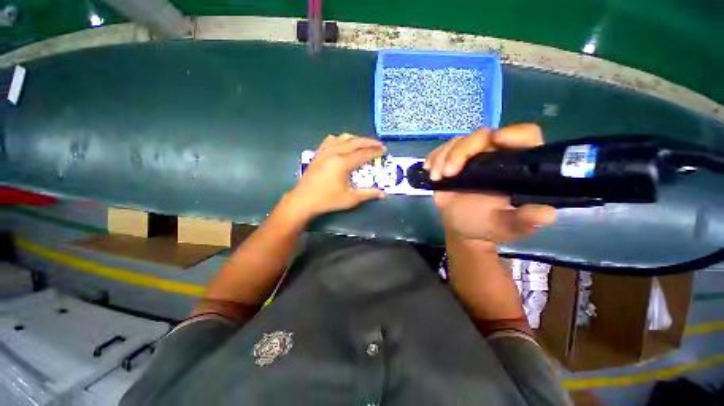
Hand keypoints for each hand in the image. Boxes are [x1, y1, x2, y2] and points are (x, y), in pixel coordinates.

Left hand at [285, 134, 385, 220]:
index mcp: (342, 163)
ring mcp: (324, 152)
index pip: (363, 154)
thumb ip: (367, 194)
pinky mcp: (318, 154)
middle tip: (379, 144)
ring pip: (342, 138)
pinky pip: (329, 141)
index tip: (384, 149)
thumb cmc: (327, 200)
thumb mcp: (350, 199)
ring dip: (355, 139)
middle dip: (369, 142)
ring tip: (363, 143)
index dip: (375, 151)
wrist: (303, 200)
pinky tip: (342, 143)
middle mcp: (334, 153)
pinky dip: (339, 139)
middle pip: (355, 142)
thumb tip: (382, 194)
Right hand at [425, 124, 555, 242]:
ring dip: (443, 156)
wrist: (460, 227)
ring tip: (437, 177)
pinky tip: (429, 170)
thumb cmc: (485, 225)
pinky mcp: (452, 160)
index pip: (525, 137)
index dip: (515, 134)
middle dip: (461, 151)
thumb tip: (545, 213)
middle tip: (448, 173)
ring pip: (459, 141)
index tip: (497, 140)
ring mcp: (471, 157)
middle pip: (482, 136)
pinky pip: (442, 150)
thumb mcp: (506, 226)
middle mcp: (495, 155)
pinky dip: (434, 157)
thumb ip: (524, 220)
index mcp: (517, 167)